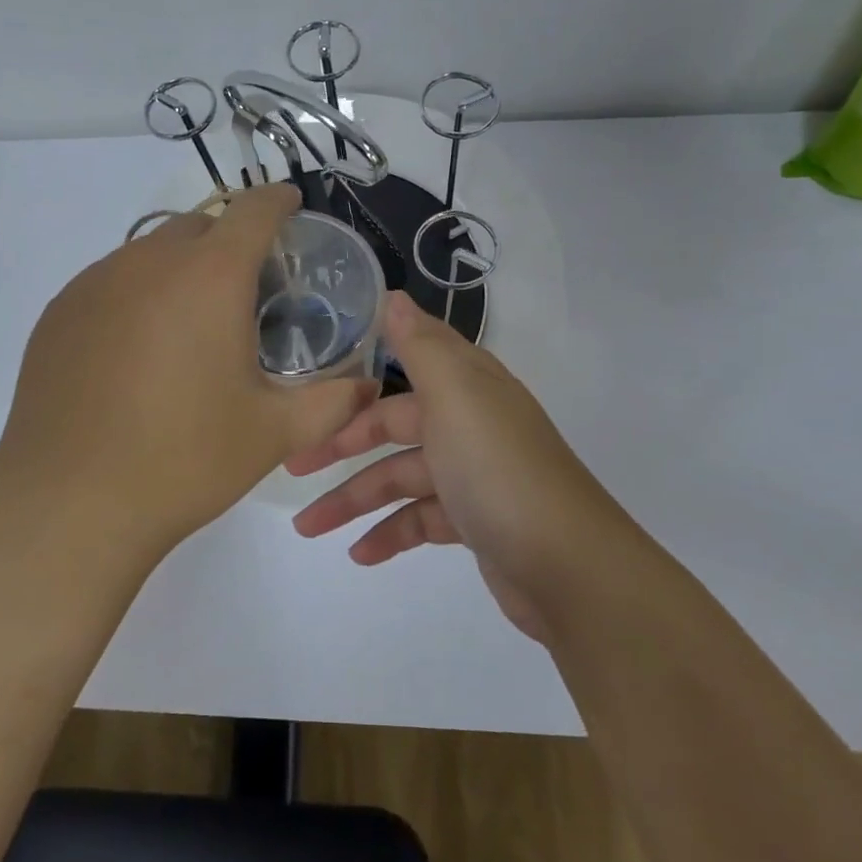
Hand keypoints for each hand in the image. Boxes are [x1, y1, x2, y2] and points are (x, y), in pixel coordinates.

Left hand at [0, 184, 374, 553]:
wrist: (69, 503)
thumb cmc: (184, 460)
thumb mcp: (274, 433)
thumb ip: (334, 402)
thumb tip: (367, 386)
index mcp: (209, 277)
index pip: (252, 209)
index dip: (277, 202)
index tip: (291, 208)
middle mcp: (149, 262)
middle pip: (200, 225)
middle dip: (229, 242)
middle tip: (246, 292)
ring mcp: (95, 283)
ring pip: (151, 251)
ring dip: (181, 269)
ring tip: (190, 327)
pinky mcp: (59, 311)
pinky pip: (110, 280)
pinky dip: (137, 294)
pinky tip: (138, 351)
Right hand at [289, 290, 617, 639]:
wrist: (568, 566)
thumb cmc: (497, 469)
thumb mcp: (455, 396)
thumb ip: (420, 346)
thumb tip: (392, 295)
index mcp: (466, 384)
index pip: (406, 362)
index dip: (363, 372)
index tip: (315, 382)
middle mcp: (469, 421)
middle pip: (394, 424)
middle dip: (342, 446)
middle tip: (292, 465)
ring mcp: (472, 473)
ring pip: (399, 478)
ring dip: (353, 500)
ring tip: (307, 526)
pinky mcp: (474, 521)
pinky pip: (419, 519)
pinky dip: (389, 533)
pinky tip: (359, 554)